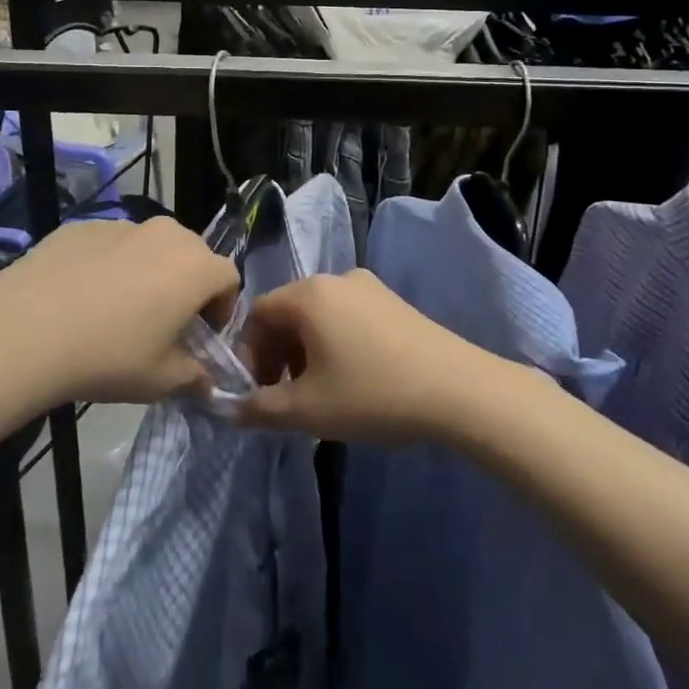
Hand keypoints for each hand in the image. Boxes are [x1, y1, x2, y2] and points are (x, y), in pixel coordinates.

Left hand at [0, 218, 236, 406]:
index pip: (229, 278)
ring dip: (147, 273)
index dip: (222, 308)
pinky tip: (80, 298)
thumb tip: (205, 380)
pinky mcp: (83, 226)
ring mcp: (122, 225)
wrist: (26, 328)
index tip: (199, 336)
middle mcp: (166, 234)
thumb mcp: (160, 380)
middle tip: (162, 323)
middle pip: (192, 255)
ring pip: (150, 247)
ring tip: (116, 310)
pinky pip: (111, 245)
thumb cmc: (109, 355)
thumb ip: (194, 377)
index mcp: (196, 267)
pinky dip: (108, 265)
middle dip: (186, 287)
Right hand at [237, 271, 481, 444]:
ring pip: (319, 315)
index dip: (249, 354)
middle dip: (278, 354)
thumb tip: (229, 409)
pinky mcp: (394, 301)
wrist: (458, 389)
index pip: (257, 314)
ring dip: (307, 350)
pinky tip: (356, 378)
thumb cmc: (373, 393)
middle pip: (288, 312)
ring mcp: (369, 286)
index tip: (259, 392)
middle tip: (287, 395)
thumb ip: (260, 409)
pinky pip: (348, 316)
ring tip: (322, 392)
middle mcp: (335, 278)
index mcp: (308, 294)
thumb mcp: (308, 410)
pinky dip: (336, 342)